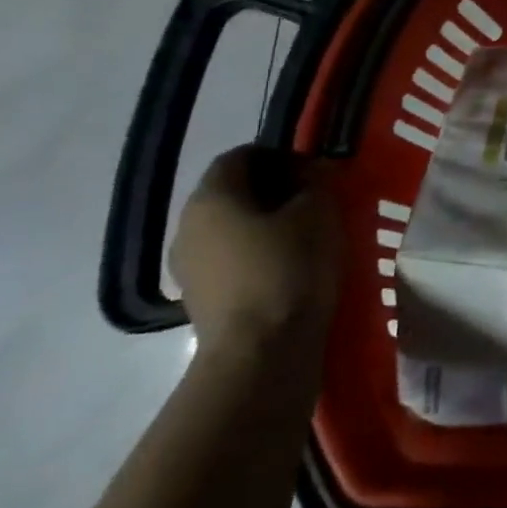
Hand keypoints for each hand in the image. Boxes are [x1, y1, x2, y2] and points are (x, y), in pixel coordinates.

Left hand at [170, 146, 341, 359]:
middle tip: (314, 201)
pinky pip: (230, 260)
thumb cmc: (290, 268)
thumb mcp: (319, 212)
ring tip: (306, 237)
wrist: (262, 351)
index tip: (313, 171)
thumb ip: (315, 181)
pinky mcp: (199, 298)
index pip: (240, 155)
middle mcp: (187, 225)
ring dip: (265, 225)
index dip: (279, 155)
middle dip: (273, 191)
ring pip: (230, 228)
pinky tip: (290, 268)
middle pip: (232, 192)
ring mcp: (187, 266)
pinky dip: (257, 255)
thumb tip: (308, 172)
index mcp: (211, 197)